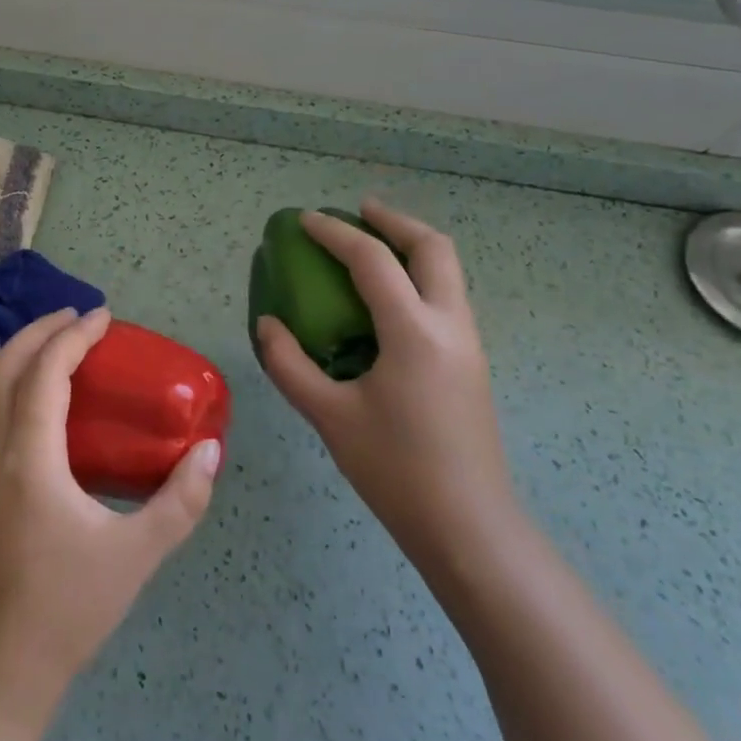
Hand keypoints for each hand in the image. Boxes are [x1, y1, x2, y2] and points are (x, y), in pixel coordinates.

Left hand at [0, 306, 220, 724]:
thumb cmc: (68, 609)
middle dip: (40, 331)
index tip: (104, 317)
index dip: (73, 335)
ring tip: (68, 350)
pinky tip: (54, 406)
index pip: (44, 372)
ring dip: (26, 356)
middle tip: (81, 320)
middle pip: (4, 366)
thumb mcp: (136, 555)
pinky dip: (20, 385)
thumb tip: (211, 451)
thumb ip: (180, 501)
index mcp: (29, 459)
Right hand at [256, 199, 516, 587]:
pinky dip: (417, 278)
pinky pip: (446, 298)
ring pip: (447, 271)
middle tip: (358, 212)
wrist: (468, 527)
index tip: (305, 221)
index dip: (335, 234)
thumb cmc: (394, 469)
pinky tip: (386, 302)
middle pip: (432, 248)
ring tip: (371, 248)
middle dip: (394, 221)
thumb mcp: (329, 415)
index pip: (373, 261)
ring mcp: (468, 344)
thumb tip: (269, 325)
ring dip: (410, 247)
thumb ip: (290, 364)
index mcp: (413, 332)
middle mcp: (450, 326)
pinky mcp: (471, 364)